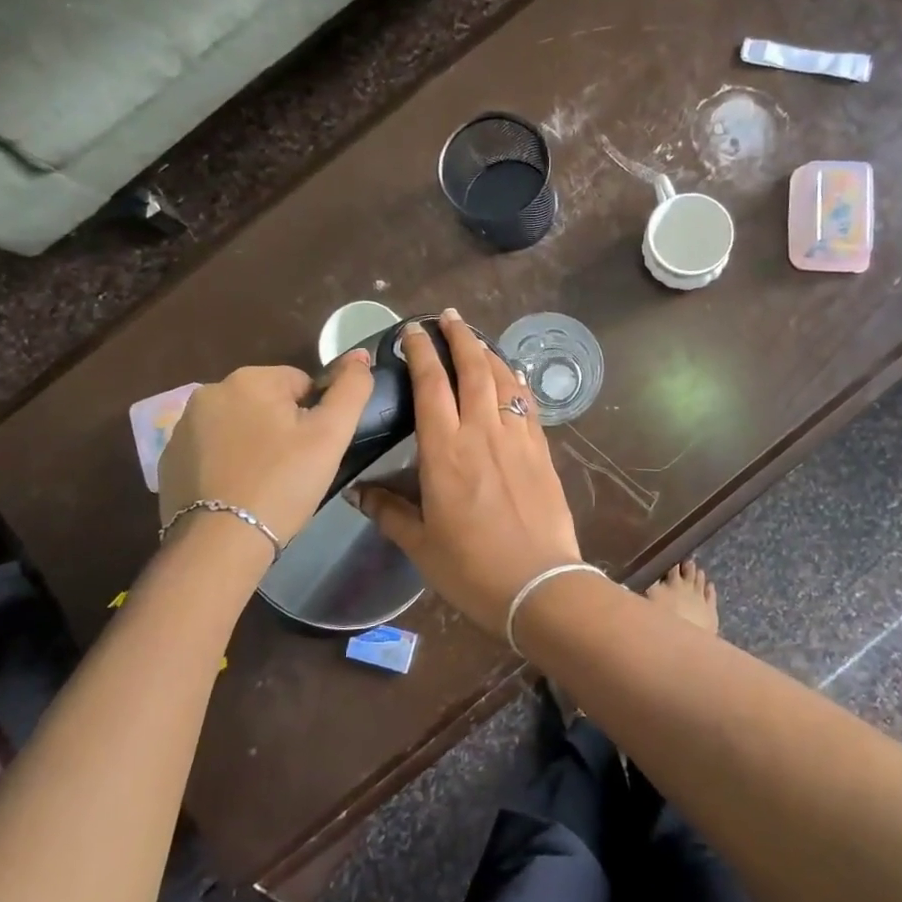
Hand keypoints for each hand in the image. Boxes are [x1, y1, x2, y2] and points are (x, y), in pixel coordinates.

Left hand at [158, 354, 373, 558]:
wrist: (220, 543)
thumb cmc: (283, 482)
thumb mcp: (331, 434)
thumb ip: (352, 388)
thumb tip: (359, 354)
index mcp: (250, 379)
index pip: (301, 384)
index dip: (315, 417)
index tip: (313, 451)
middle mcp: (210, 392)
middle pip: (267, 402)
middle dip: (281, 427)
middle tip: (293, 468)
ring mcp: (183, 426)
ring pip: (238, 425)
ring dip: (253, 443)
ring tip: (264, 483)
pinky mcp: (168, 459)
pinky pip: (211, 450)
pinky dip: (226, 463)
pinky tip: (236, 492)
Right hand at [351, 311, 582, 637]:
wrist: (539, 584)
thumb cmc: (471, 568)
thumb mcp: (421, 544)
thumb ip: (389, 511)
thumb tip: (359, 492)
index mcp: (445, 451)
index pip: (430, 386)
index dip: (420, 352)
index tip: (412, 331)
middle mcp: (482, 432)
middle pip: (472, 369)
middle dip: (459, 337)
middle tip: (448, 317)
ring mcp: (517, 438)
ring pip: (503, 380)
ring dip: (489, 352)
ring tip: (476, 338)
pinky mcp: (542, 451)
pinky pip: (527, 404)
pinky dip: (516, 382)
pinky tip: (512, 376)